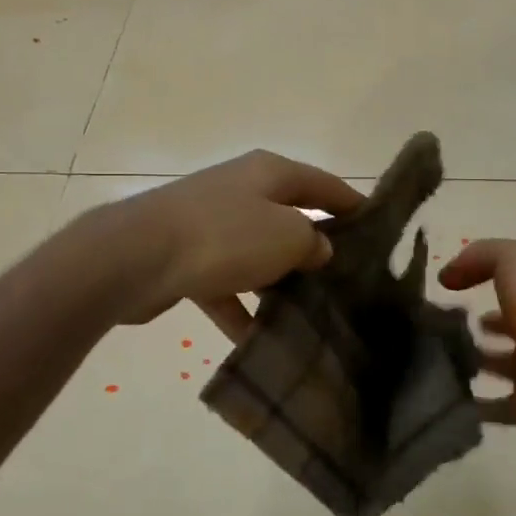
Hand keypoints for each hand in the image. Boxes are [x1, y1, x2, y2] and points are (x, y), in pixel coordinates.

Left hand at [108, 151, 362, 336]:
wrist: (137, 256)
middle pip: (288, 218)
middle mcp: (240, 191)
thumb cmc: (225, 236)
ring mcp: (209, 223)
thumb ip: (313, 242)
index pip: (322, 183)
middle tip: (346, 281)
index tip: (378, 226)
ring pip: (256, 254)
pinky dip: (239, 309)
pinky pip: (224, 284)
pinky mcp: (185, 257)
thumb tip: (317, 247)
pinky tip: (257, 341)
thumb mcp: (287, 235)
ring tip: (309, 315)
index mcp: (269, 173)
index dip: (352, 203)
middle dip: (315, 248)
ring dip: (278, 283)